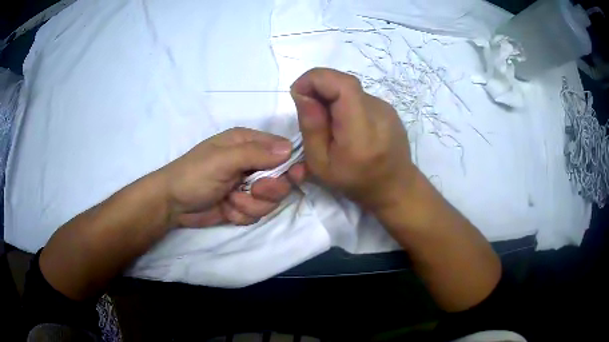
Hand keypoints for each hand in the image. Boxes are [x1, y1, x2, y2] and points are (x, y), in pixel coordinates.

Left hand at [159, 127, 305, 227]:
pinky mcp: (242, 205)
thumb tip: (290, 148)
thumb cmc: (194, 175)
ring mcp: (247, 186)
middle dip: (268, 190)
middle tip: (252, 191)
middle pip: (281, 180)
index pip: (283, 150)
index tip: (292, 177)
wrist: (172, 204)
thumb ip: (255, 154)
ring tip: (230, 200)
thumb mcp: (222, 160)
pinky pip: (257, 214)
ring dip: (250, 205)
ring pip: (270, 201)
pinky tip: (226, 210)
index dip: (290, 165)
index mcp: (248, 144)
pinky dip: (242, 215)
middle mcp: (251, 163)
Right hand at [291, 68, 415, 211]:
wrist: (395, 186)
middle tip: (308, 109)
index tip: (297, 92)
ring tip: (327, 122)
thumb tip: (302, 94)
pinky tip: (344, 124)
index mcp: (361, 131)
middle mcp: (378, 112)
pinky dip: (344, 103)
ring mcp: (386, 108)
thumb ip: (312, 128)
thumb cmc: (355, 182)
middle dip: (318, 88)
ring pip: (350, 89)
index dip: (316, 79)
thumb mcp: (321, 164)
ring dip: (331, 97)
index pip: (343, 85)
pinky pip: (359, 96)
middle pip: (344, 83)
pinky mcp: (388, 108)